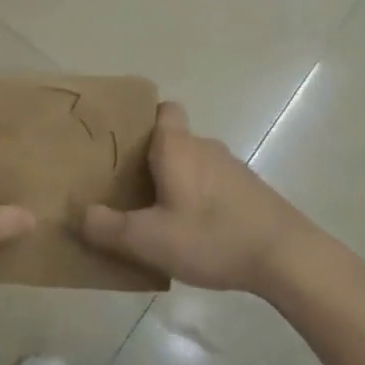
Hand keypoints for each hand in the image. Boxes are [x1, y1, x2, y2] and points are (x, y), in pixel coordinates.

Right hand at [78, 101, 321, 295]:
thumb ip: (109, 227)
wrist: (286, 255)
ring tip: (156, 215)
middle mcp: (205, 147)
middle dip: (150, 159)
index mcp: (177, 146)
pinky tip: (194, 232)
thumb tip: (78, 213)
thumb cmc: (211, 236)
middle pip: (172, 140)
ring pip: (193, 164)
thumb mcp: (149, 240)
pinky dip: (200, 199)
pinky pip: (213, 184)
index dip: (142, 118)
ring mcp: (232, 168)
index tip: (122, 143)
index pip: (162, 109)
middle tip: (126, 189)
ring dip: (176, 182)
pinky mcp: (249, 191)